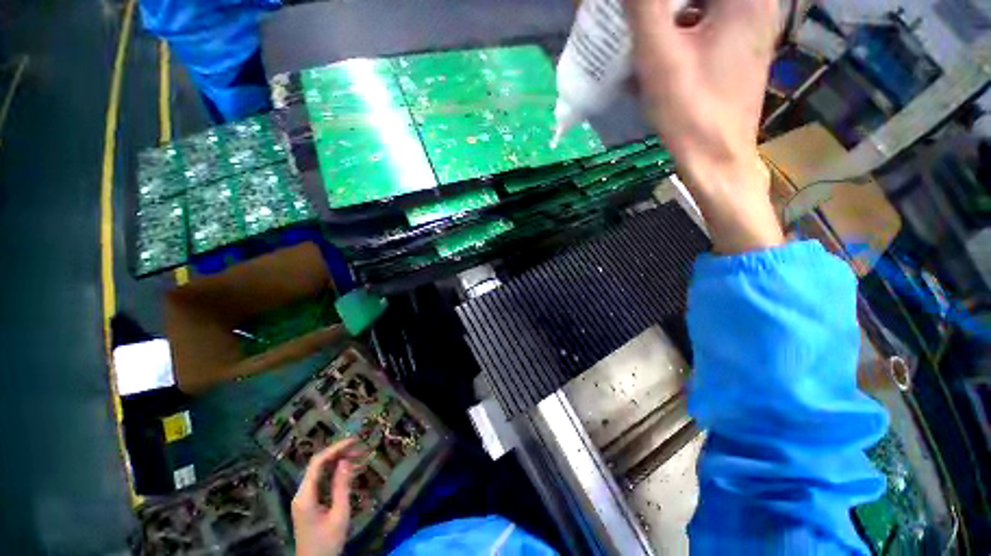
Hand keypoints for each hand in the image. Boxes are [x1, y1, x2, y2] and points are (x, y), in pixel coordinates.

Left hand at [291, 439, 361, 555]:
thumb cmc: (328, 542)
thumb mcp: (339, 514)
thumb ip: (342, 486)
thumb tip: (346, 460)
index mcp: (305, 496)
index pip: (317, 463)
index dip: (335, 448)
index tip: (354, 441)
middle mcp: (301, 493)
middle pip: (318, 465)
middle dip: (339, 453)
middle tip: (359, 447)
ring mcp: (303, 498)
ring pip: (320, 472)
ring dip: (338, 462)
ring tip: (359, 456)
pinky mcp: (308, 503)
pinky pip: (321, 481)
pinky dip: (335, 473)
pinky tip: (350, 471)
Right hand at [625, 0, 784, 252]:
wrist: (716, 161)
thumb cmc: (691, 111)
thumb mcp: (660, 56)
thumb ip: (645, 7)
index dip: (659, 3)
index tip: (641, 15)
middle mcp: (756, 4)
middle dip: (662, 9)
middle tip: (637, 22)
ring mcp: (750, 28)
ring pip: (702, 7)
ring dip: (668, 18)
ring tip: (642, 37)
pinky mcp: (739, 51)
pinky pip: (706, 26)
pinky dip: (679, 34)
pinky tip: (657, 58)